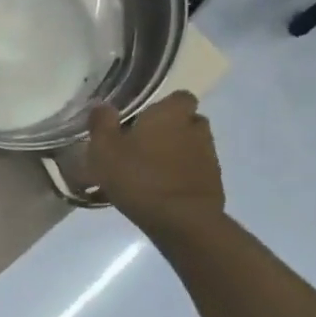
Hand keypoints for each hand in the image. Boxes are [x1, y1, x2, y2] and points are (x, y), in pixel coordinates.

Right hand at [87, 92, 224, 235]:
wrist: (180, 219)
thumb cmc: (137, 176)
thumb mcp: (104, 149)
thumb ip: (101, 123)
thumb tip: (102, 105)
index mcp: (171, 113)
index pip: (178, 97)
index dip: (162, 107)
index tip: (142, 121)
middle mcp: (195, 127)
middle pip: (185, 121)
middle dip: (168, 130)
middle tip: (142, 147)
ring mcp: (209, 155)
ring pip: (190, 146)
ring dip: (174, 154)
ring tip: (149, 172)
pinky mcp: (213, 181)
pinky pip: (194, 170)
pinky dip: (181, 175)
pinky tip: (160, 191)